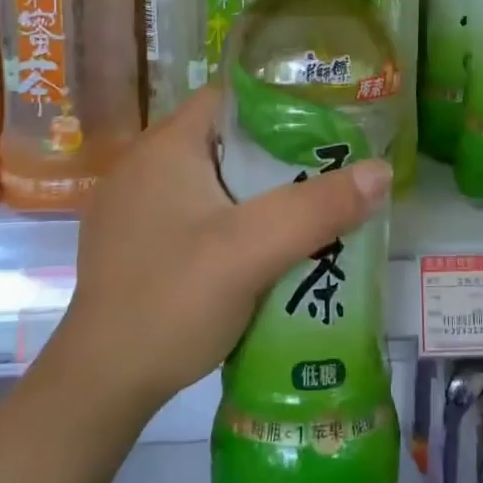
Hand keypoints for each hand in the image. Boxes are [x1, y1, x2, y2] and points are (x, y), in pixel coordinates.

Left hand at [57, 87, 392, 417]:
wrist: (101, 384)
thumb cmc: (172, 301)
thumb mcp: (252, 250)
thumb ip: (318, 208)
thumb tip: (382, 170)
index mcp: (166, 146)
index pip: (231, 98)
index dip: (282, 106)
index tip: (328, 128)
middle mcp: (145, 165)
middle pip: (227, 140)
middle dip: (280, 156)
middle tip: (331, 175)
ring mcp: (136, 206)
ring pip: (215, 180)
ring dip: (259, 193)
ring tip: (310, 210)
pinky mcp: (137, 242)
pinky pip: (197, 213)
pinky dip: (233, 220)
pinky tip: (263, 249)